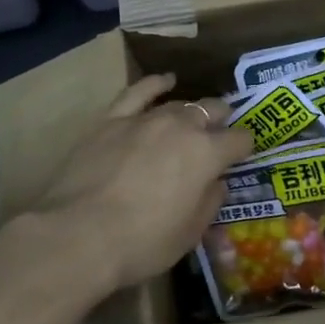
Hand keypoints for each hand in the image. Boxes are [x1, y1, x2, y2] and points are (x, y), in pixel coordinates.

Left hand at [28, 73, 252, 292]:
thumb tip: (216, 182)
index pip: (239, 140)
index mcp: (207, 154)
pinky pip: (138, 92)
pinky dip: (155, 84)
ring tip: (195, 117)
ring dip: (191, 111)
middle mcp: (181, 127)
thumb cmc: (142, 242)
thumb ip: (209, 202)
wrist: (79, 234)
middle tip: (220, 133)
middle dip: (221, 120)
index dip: (245, 146)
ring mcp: (146, 119)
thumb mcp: (189, 234)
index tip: (244, 154)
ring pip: (178, 104)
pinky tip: (165, 81)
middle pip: (211, 111)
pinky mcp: (112, 119)